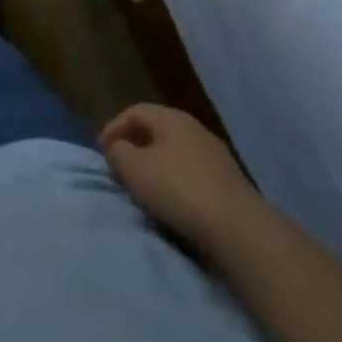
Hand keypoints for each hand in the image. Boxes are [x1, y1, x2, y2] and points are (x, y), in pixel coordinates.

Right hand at [100, 103, 256, 243]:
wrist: (239, 228)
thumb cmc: (179, 189)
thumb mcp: (134, 168)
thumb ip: (118, 152)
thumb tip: (118, 148)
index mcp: (171, 118)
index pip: (134, 112)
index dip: (113, 128)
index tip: (102, 152)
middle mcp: (195, 129)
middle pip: (156, 131)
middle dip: (134, 147)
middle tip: (120, 169)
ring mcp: (216, 156)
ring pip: (175, 154)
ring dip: (155, 167)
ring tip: (144, 189)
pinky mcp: (229, 183)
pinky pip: (192, 174)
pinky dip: (176, 183)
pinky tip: (172, 203)